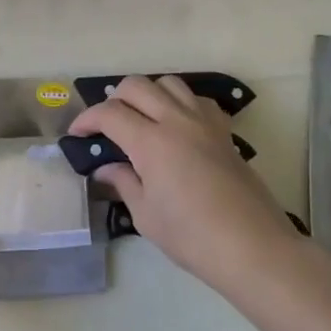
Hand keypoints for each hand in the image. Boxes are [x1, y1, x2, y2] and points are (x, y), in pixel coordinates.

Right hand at [70, 76, 298, 294]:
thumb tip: (107, 168)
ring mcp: (204, 122)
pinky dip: (179, 103)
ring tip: (141, 119)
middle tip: (106, 125)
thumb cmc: (192, 237)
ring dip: (148, 94)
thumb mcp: (145, 215)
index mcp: (151, 142)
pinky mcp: (224, 131)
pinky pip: (197, 100)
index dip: (87, 119)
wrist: (253, 247)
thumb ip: (124, 182)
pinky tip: (176, 126)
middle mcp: (176, 120)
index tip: (77, 134)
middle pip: (137, 86)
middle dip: (114, 99)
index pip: (110, 113)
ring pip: (169, 83)